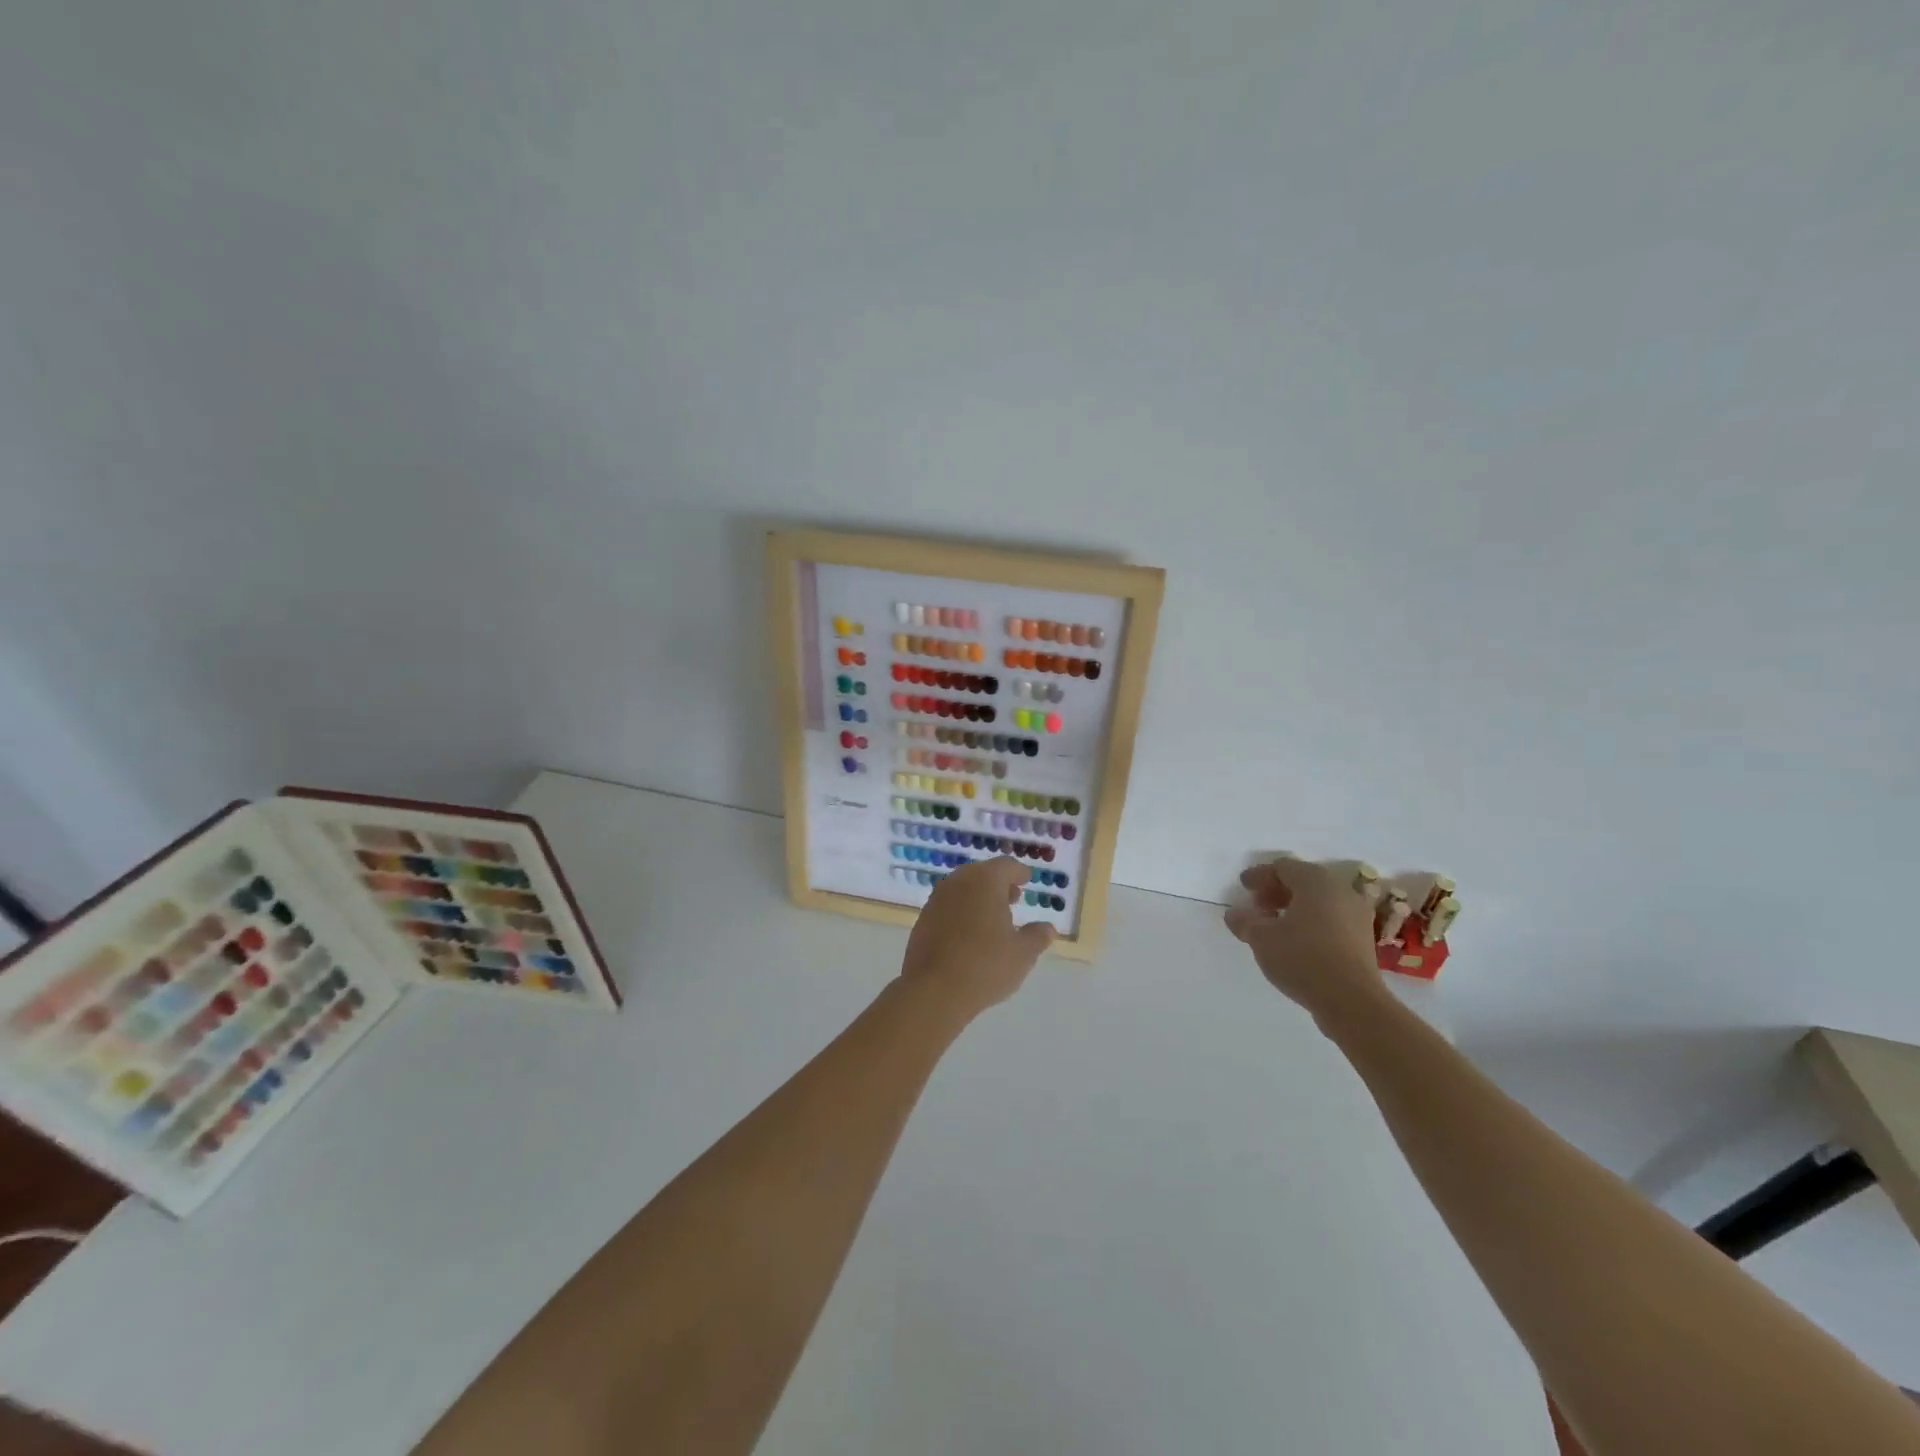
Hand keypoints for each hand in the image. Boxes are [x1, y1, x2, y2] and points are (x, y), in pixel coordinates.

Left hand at [900, 857, 1054, 1021]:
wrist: (934, 990)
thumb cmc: (985, 966)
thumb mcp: (1022, 954)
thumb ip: (1037, 936)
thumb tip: (1048, 928)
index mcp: (985, 881)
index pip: (1006, 866)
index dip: (1018, 872)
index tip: (1026, 880)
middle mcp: (958, 882)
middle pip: (982, 874)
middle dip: (998, 884)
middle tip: (1013, 898)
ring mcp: (937, 900)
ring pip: (962, 889)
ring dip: (979, 897)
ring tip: (993, 918)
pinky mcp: (923, 920)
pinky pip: (948, 906)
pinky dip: (962, 911)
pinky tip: (970, 934)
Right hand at [1225, 857, 1388, 1024]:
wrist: (1351, 1000)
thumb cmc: (1302, 958)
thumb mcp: (1261, 938)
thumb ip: (1245, 921)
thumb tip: (1235, 914)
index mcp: (1316, 881)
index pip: (1283, 867)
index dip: (1259, 875)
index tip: (1243, 887)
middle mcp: (1340, 891)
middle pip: (1303, 881)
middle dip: (1277, 891)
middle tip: (1257, 906)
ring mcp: (1356, 915)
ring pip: (1319, 901)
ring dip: (1294, 907)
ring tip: (1274, 925)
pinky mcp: (1363, 939)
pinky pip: (1331, 918)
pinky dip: (1311, 922)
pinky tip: (1295, 941)